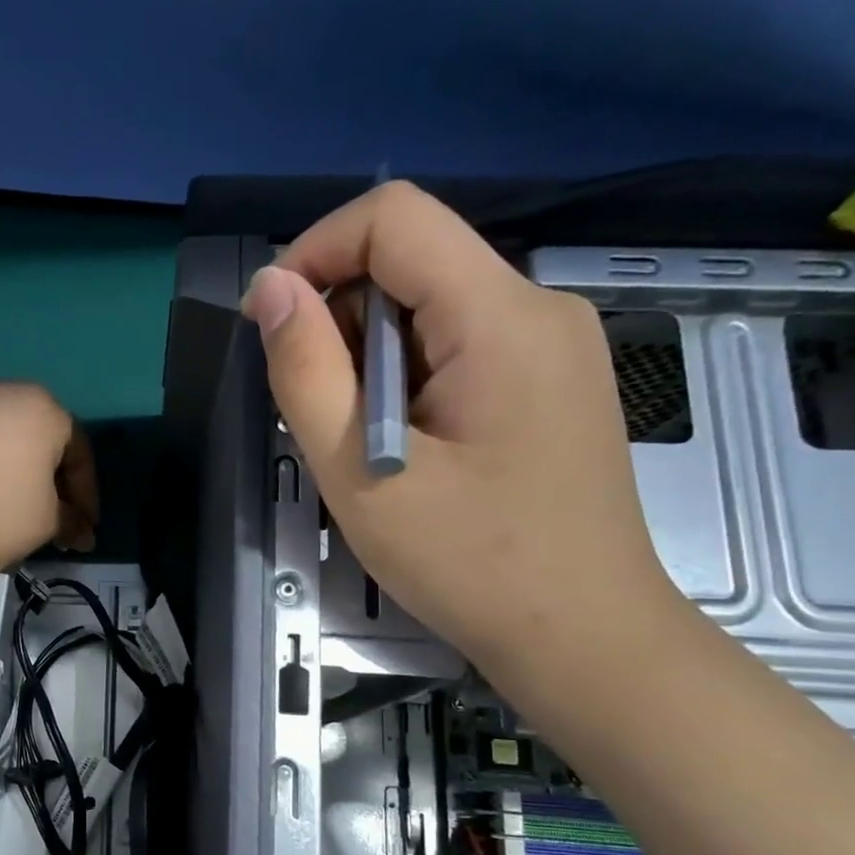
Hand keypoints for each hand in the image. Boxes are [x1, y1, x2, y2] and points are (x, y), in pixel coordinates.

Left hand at [0, 379, 96, 578]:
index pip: (77, 450)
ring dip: (4, 468)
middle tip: (49, 513)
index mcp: (41, 407)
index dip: (85, 493)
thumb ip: (70, 520)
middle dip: (45, 475)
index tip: (84, 525)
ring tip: (4, 507)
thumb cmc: (0, 515)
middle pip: (33, 435)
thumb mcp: (50, 522)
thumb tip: (79, 532)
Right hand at [241, 181, 680, 670]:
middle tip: (322, 416)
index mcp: (499, 317)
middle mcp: (537, 309)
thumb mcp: (362, 475)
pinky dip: (408, 379)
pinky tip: (406, 448)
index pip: (395, 217)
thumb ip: (307, 373)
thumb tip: (269, 288)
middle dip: (342, 321)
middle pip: (413, 262)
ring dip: (371, 360)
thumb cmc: (470, 564)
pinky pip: (459, 346)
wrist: (584, 638)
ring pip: (432, 308)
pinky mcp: (550, 382)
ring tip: (364, 446)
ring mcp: (553, 345)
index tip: (271, 326)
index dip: (316, 251)